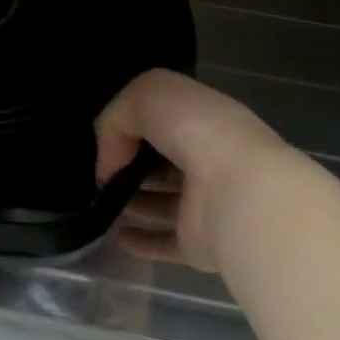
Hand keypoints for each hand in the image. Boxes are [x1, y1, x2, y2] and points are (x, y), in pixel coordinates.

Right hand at [96, 69, 297, 271]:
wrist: (238, 190)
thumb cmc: (196, 130)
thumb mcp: (144, 96)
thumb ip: (115, 120)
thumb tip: (109, 165)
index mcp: (205, 120)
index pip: (166, 120)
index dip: (134, 124)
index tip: (107, 137)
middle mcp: (210, 160)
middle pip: (164, 162)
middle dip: (134, 163)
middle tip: (102, 171)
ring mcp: (207, 204)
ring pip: (164, 202)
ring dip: (135, 201)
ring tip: (101, 200)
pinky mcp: (202, 243)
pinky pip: (166, 242)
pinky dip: (142, 240)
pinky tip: (115, 236)